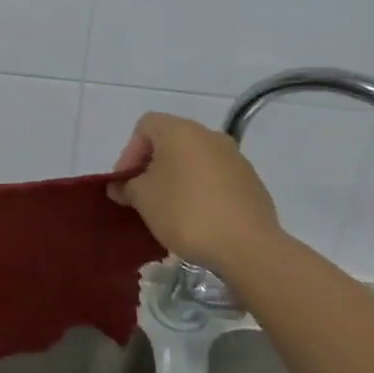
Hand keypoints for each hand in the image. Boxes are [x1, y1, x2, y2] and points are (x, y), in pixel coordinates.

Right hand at [108, 112, 283, 273]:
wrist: (247, 246)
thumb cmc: (185, 212)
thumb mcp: (142, 198)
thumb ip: (126, 186)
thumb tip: (122, 186)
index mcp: (181, 131)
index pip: (145, 126)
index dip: (129, 152)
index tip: (126, 182)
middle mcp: (210, 136)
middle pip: (171, 142)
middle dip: (152, 167)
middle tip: (142, 196)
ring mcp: (236, 158)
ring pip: (195, 161)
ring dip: (177, 179)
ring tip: (168, 210)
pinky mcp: (252, 183)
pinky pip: (216, 179)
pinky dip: (201, 191)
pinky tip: (197, 219)